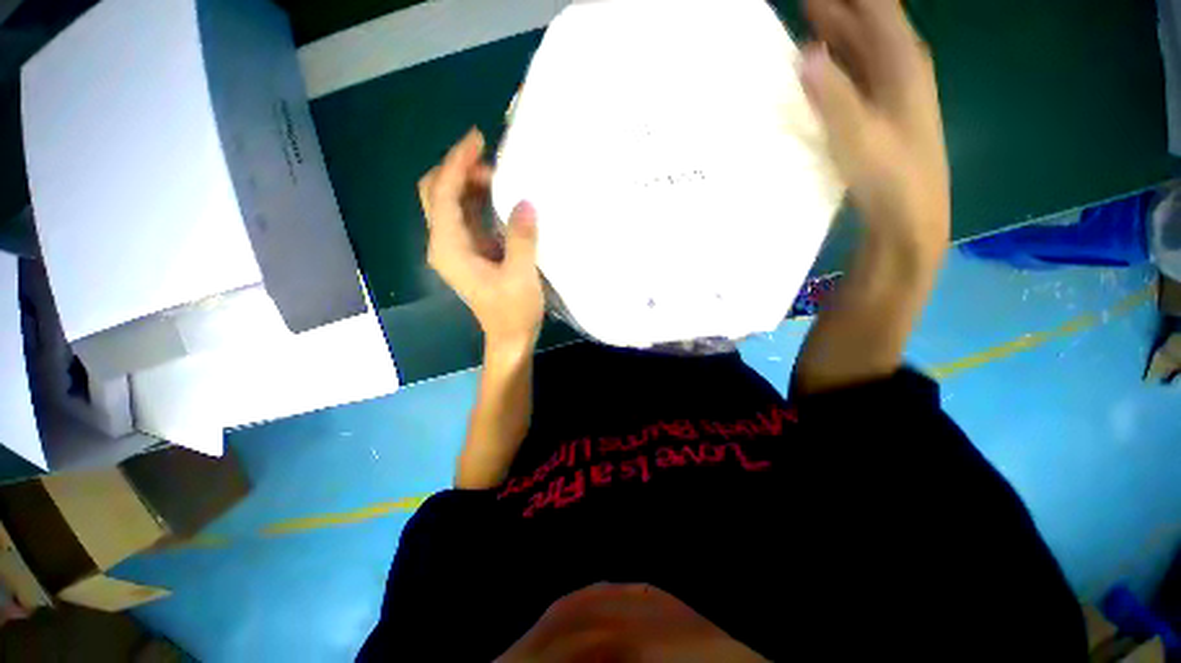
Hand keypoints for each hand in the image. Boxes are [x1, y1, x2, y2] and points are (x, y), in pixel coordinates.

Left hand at [420, 129, 544, 351]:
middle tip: (489, 158)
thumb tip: (525, 202)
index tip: (478, 139)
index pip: (444, 194)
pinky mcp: (469, 253)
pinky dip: (476, 200)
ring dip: (468, 183)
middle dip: (457, 169)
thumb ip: (521, 237)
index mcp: (450, 248)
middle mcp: (445, 244)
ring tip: (497, 173)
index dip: (457, 163)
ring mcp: (456, 248)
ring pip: (450, 203)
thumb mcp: (521, 275)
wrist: (509, 338)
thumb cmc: (513, 312)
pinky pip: (465, 216)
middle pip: (436, 193)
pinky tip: (497, 195)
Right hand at [800, 0, 949, 257]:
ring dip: (834, 31)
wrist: (909, 212)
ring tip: (804, 17)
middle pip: (866, 22)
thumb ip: (833, 95)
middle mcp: (899, 66)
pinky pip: (855, 72)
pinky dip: (835, 61)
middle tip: (802, 0)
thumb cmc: (890, 174)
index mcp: (902, 61)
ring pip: (860, 46)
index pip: (876, 7)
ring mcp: (889, 88)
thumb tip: (806, 54)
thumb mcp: (858, 134)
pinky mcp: (877, 109)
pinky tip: (817, 63)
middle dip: (836, 7)